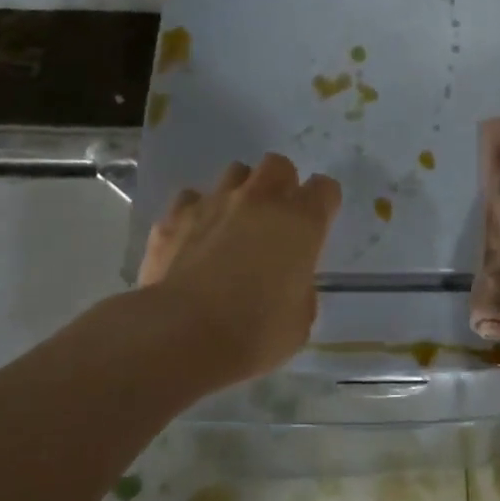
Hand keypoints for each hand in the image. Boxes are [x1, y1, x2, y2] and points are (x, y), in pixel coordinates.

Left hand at [138, 153, 341, 386]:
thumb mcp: (299, 320)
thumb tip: (289, 284)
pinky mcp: (174, 217)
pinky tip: (193, 238)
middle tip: (276, 216)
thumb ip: (300, 289)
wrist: (181, 335)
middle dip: (281, 183)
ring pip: (234, 173)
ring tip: (234, 222)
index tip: (318, 223)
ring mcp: (214, 203)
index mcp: (301, 222)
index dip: (323, 202)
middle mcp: (260, 200)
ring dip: (240, 191)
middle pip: (278, 165)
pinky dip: (197, 213)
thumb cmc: (254, 333)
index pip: (325, 189)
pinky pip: (191, 200)